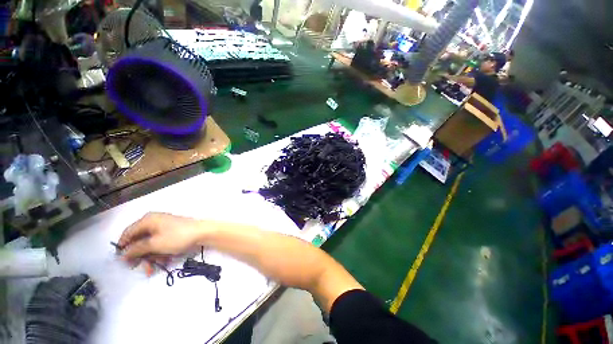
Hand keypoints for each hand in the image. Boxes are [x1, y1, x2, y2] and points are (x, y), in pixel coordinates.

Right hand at [118, 212, 209, 263]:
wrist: (203, 232)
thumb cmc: (177, 237)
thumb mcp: (154, 244)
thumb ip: (137, 249)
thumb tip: (123, 254)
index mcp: (148, 220)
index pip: (128, 233)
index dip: (123, 247)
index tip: (122, 261)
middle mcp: (154, 221)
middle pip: (139, 240)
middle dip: (141, 256)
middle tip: (143, 268)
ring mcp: (164, 227)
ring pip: (151, 244)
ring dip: (152, 256)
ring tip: (157, 266)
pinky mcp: (172, 232)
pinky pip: (161, 243)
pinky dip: (161, 252)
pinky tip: (166, 260)